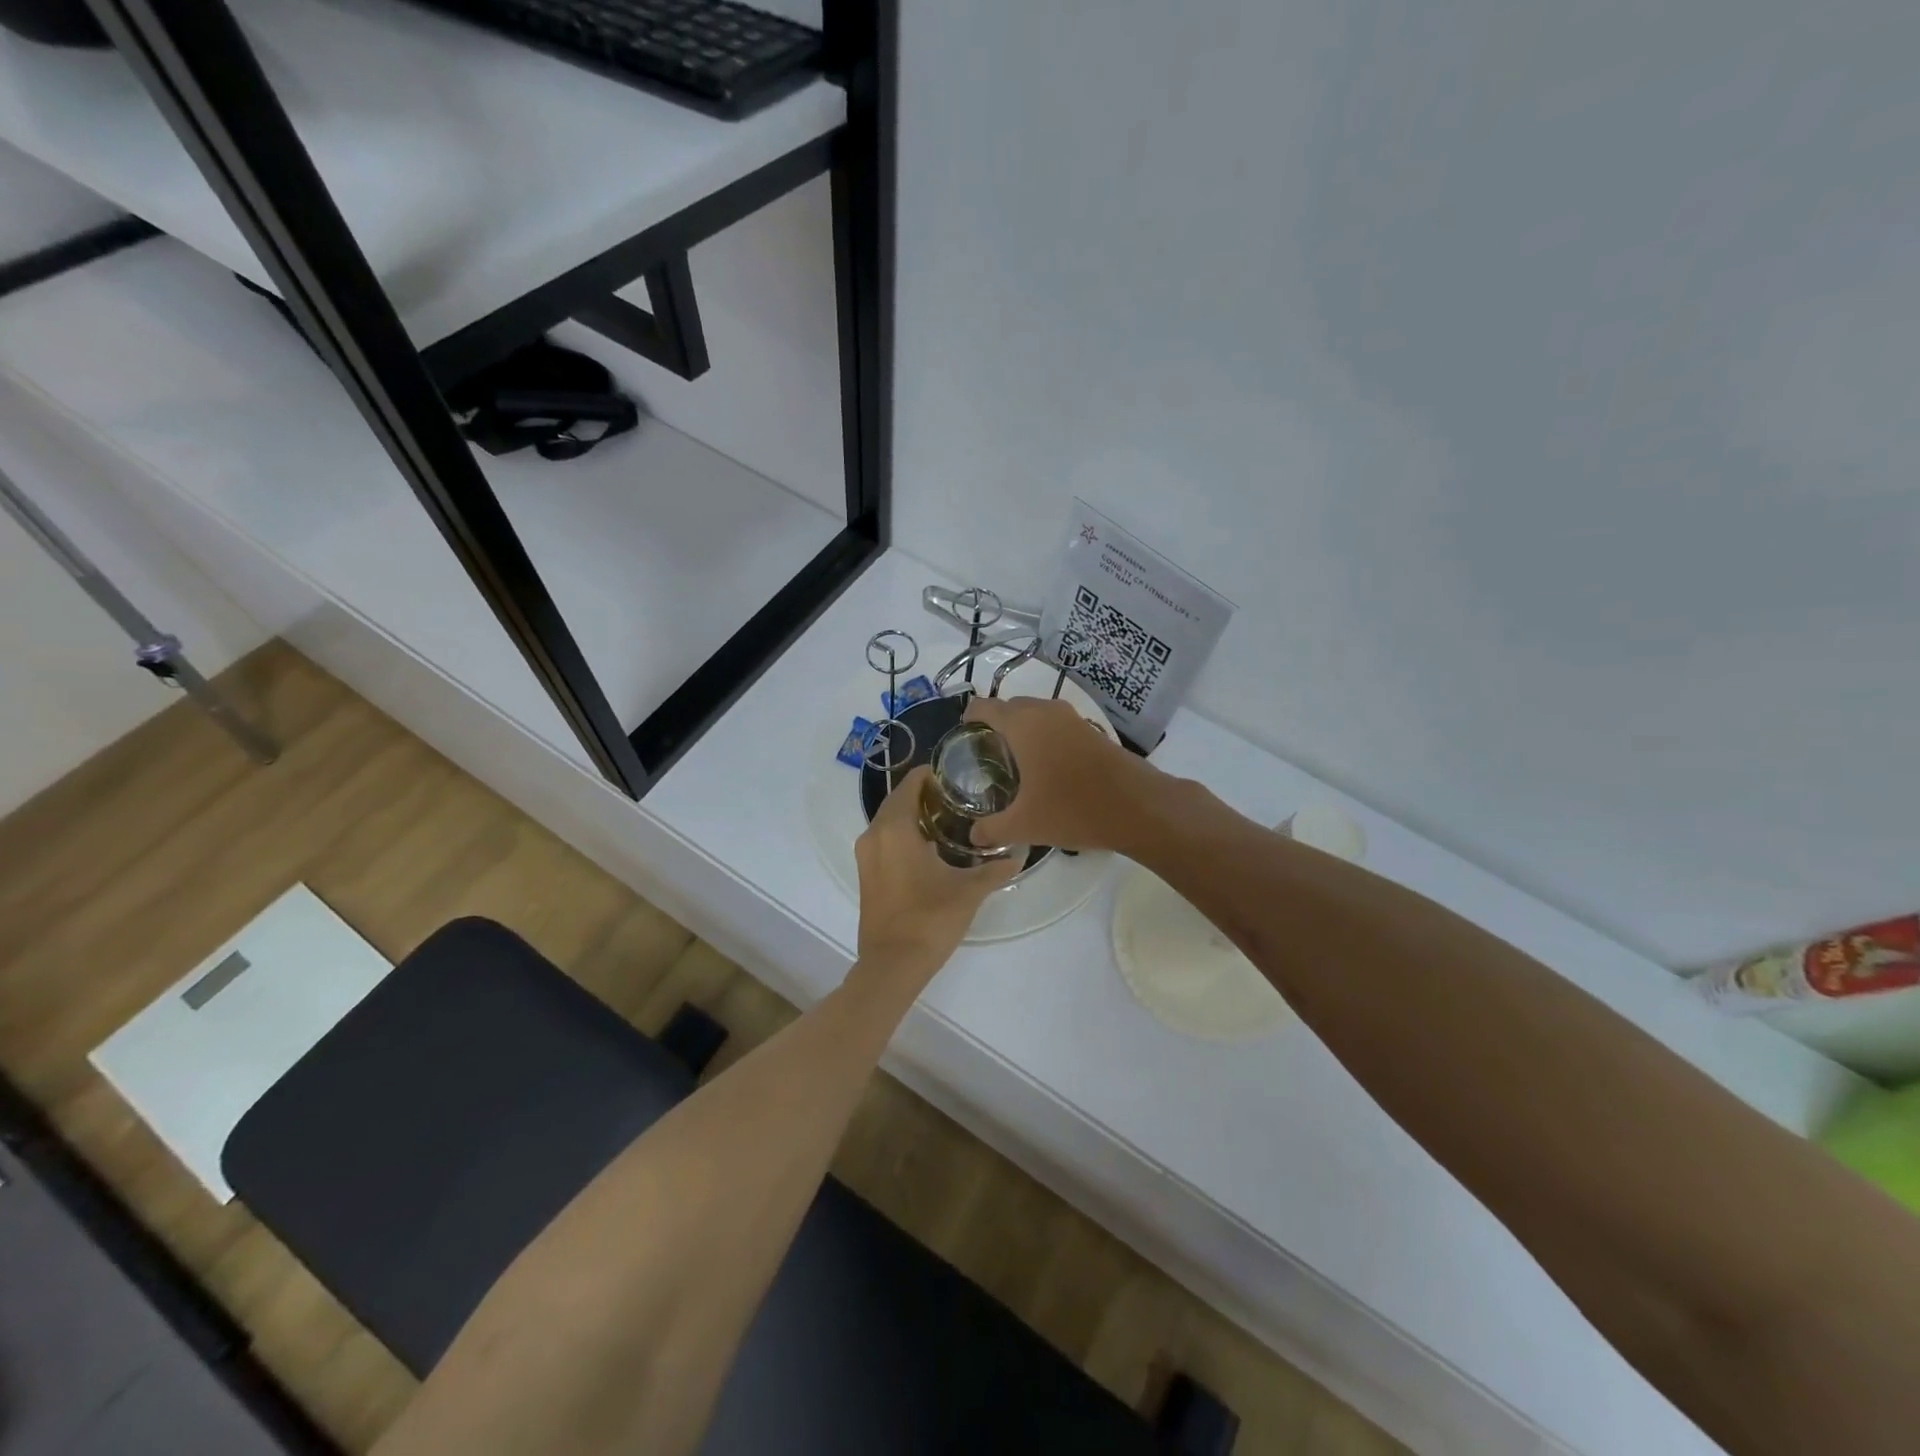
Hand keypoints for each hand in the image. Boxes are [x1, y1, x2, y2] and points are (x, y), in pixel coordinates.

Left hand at [854, 766, 1019, 985]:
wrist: (892, 964)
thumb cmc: (930, 919)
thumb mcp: (969, 891)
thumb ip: (994, 870)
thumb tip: (1019, 856)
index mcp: (895, 828)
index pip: (910, 784)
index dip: (931, 775)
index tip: (957, 776)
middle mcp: (874, 834)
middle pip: (898, 800)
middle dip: (924, 795)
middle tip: (958, 797)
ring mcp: (866, 855)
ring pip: (889, 821)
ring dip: (912, 816)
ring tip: (948, 819)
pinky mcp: (865, 874)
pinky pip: (884, 840)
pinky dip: (903, 835)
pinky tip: (930, 848)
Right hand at [963, 695, 1159, 853]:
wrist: (1138, 807)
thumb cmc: (1073, 809)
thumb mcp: (1024, 825)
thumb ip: (991, 829)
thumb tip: (972, 835)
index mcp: (1022, 724)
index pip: (983, 707)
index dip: (968, 720)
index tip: (962, 743)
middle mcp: (1045, 711)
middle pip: (1009, 708)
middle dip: (994, 727)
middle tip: (985, 759)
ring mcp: (1072, 718)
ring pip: (1035, 715)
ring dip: (1021, 732)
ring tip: (1013, 766)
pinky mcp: (1091, 730)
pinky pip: (1056, 725)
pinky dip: (1044, 738)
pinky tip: (1045, 770)